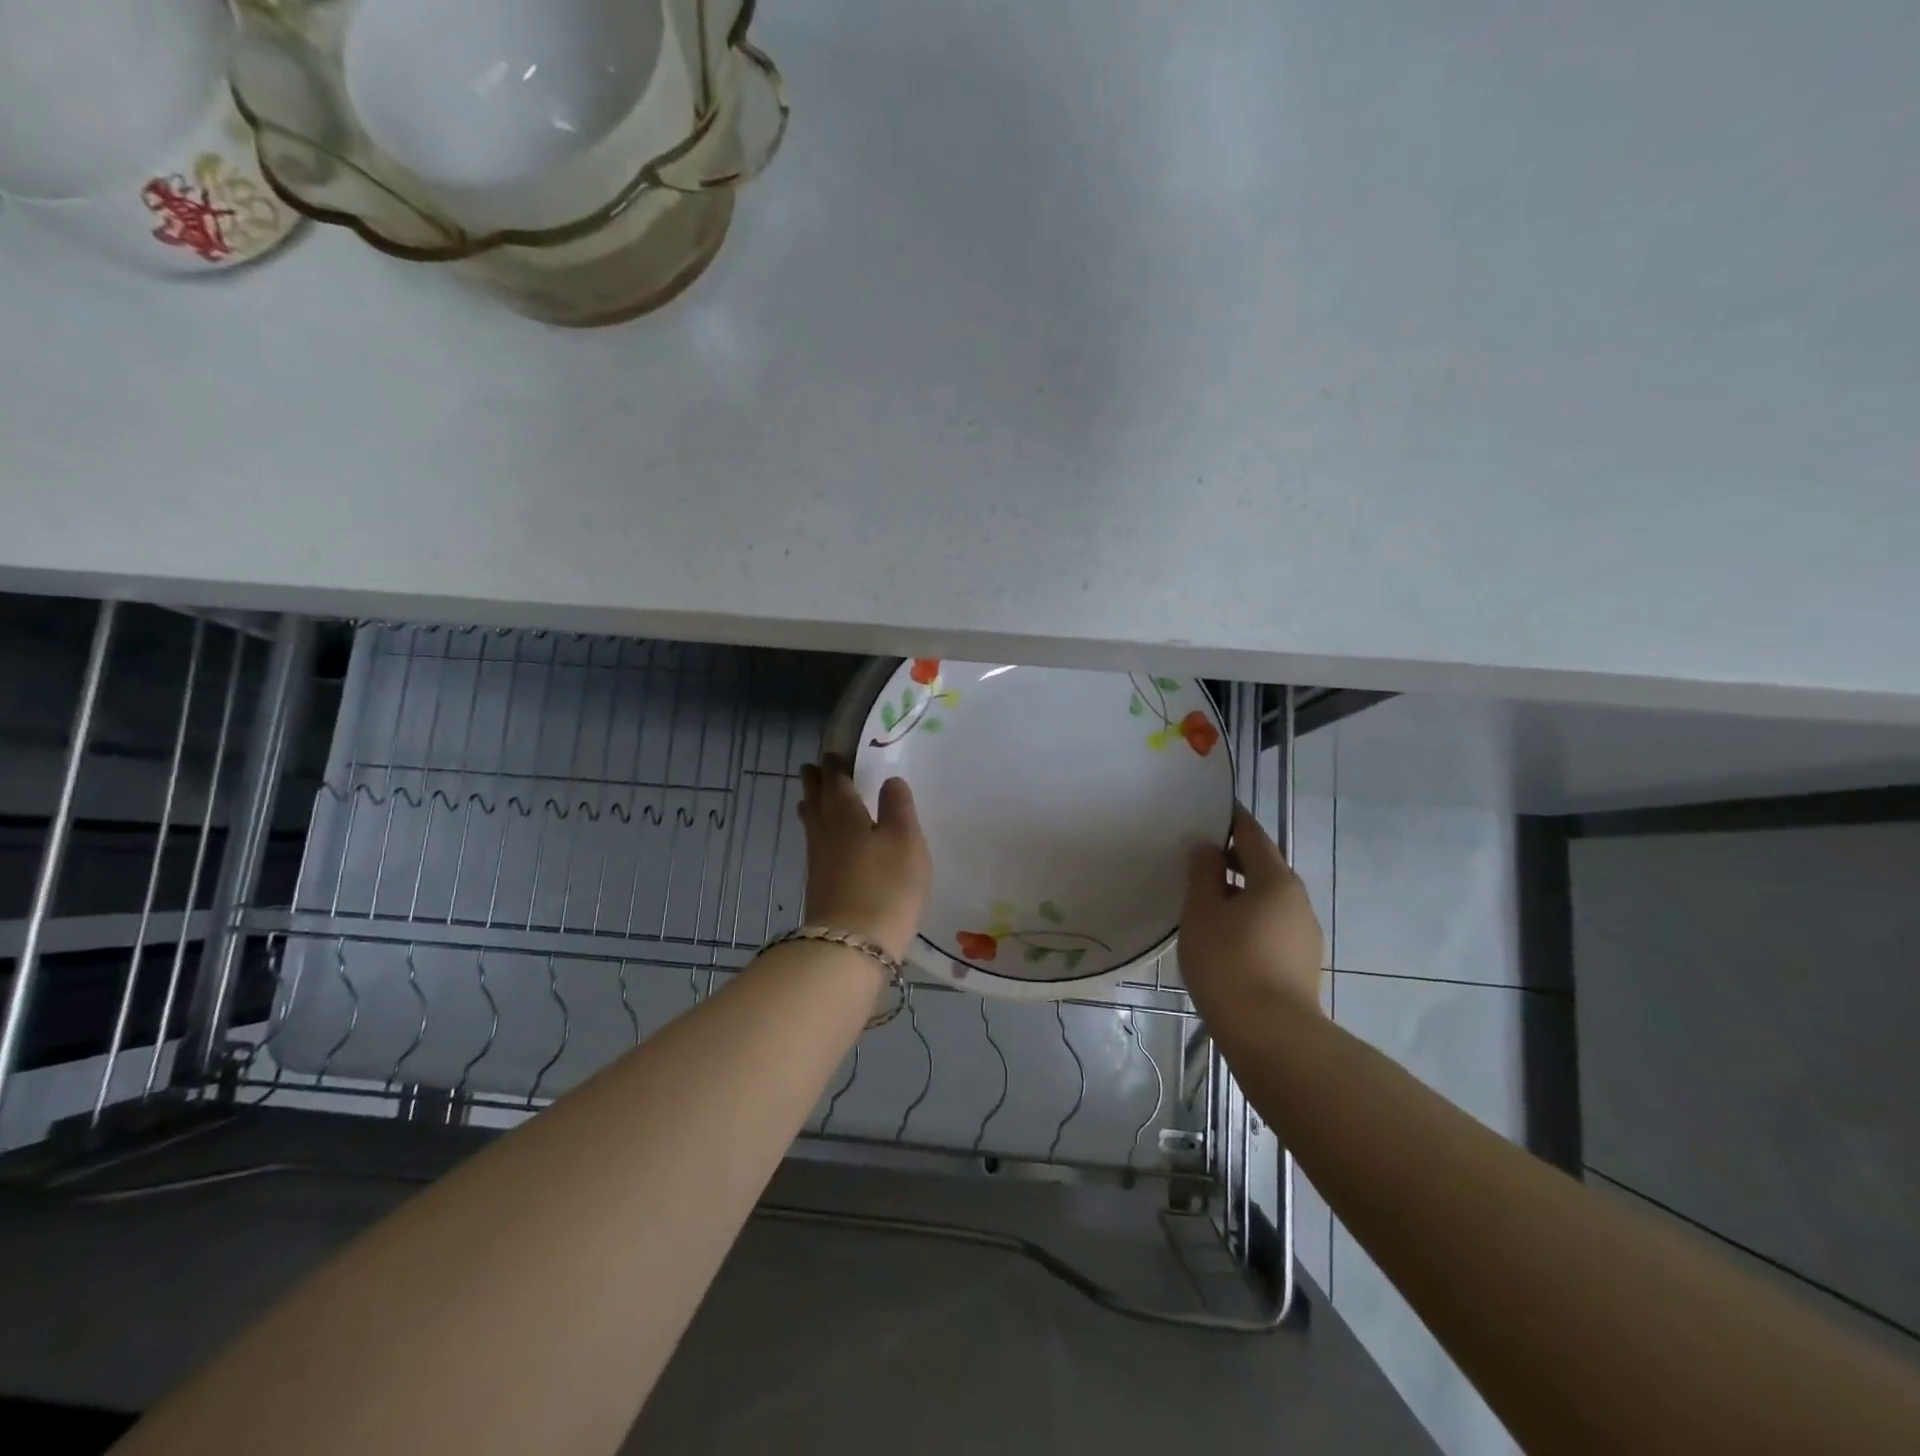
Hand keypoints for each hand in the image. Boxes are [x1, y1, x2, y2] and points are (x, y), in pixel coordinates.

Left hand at [797, 755, 931, 959]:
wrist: (852, 944)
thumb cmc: (886, 885)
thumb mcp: (905, 841)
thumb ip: (898, 807)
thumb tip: (890, 780)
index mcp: (844, 813)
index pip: (836, 781)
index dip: (835, 765)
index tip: (832, 754)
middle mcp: (825, 832)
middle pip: (816, 800)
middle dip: (816, 783)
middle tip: (813, 768)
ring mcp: (818, 861)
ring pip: (812, 824)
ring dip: (812, 807)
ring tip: (812, 798)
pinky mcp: (819, 885)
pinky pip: (816, 845)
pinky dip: (818, 833)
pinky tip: (825, 842)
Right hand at [1180, 805, 1324, 1020]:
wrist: (1271, 1036)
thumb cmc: (1229, 963)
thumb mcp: (1203, 912)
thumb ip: (1204, 873)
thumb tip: (1207, 847)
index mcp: (1276, 881)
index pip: (1253, 835)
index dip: (1231, 820)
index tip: (1211, 810)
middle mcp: (1298, 901)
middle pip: (1264, 867)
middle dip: (1233, 859)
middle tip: (1197, 858)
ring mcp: (1304, 934)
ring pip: (1268, 899)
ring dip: (1240, 892)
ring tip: (1205, 901)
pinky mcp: (1301, 963)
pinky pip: (1271, 925)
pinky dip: (1249, 918)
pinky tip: (1224, 936)